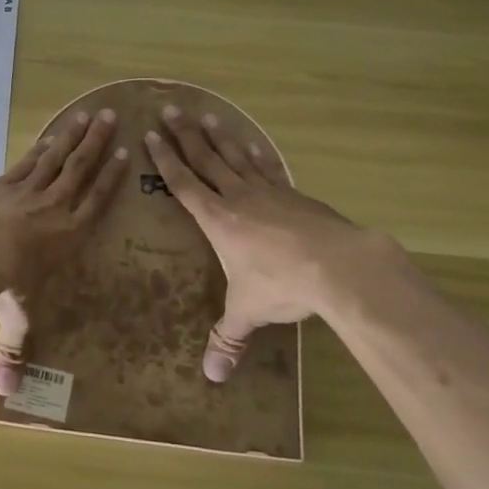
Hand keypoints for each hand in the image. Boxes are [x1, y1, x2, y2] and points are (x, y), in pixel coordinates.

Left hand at [0, 110, 128, 394]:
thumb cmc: (3, 283)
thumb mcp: (14, 318)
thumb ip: (12, 351)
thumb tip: (5, 394)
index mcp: (68, 237)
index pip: (96, 203)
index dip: (112, 180)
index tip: (125, 156)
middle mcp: (54, 208)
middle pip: (81, 171)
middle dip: (98, 145)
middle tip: (114, 118)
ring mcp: (27, 190)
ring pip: (57, 158)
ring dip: (75, 136)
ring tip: (89, 115)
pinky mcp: (2, 182)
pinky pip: (28, 160)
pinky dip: (41, 146)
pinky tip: (50, 134)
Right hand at [145, 106, 359, 382]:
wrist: (338, 264)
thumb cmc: (282, 284)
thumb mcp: (248, 312)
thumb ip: (228, 339)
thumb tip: (212, 378)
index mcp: (217, 220)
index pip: (183, 183)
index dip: (165, 160)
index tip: (151, 135)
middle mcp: (237, 198)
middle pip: (206, 159)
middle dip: (185, 135)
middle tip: (169, 109)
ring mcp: (268, 192)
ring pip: (235, 157)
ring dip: (218, 136)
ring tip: (205, 116)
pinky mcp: (294, 194)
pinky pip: (268, 168)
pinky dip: (256, 154)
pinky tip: (251, 145)